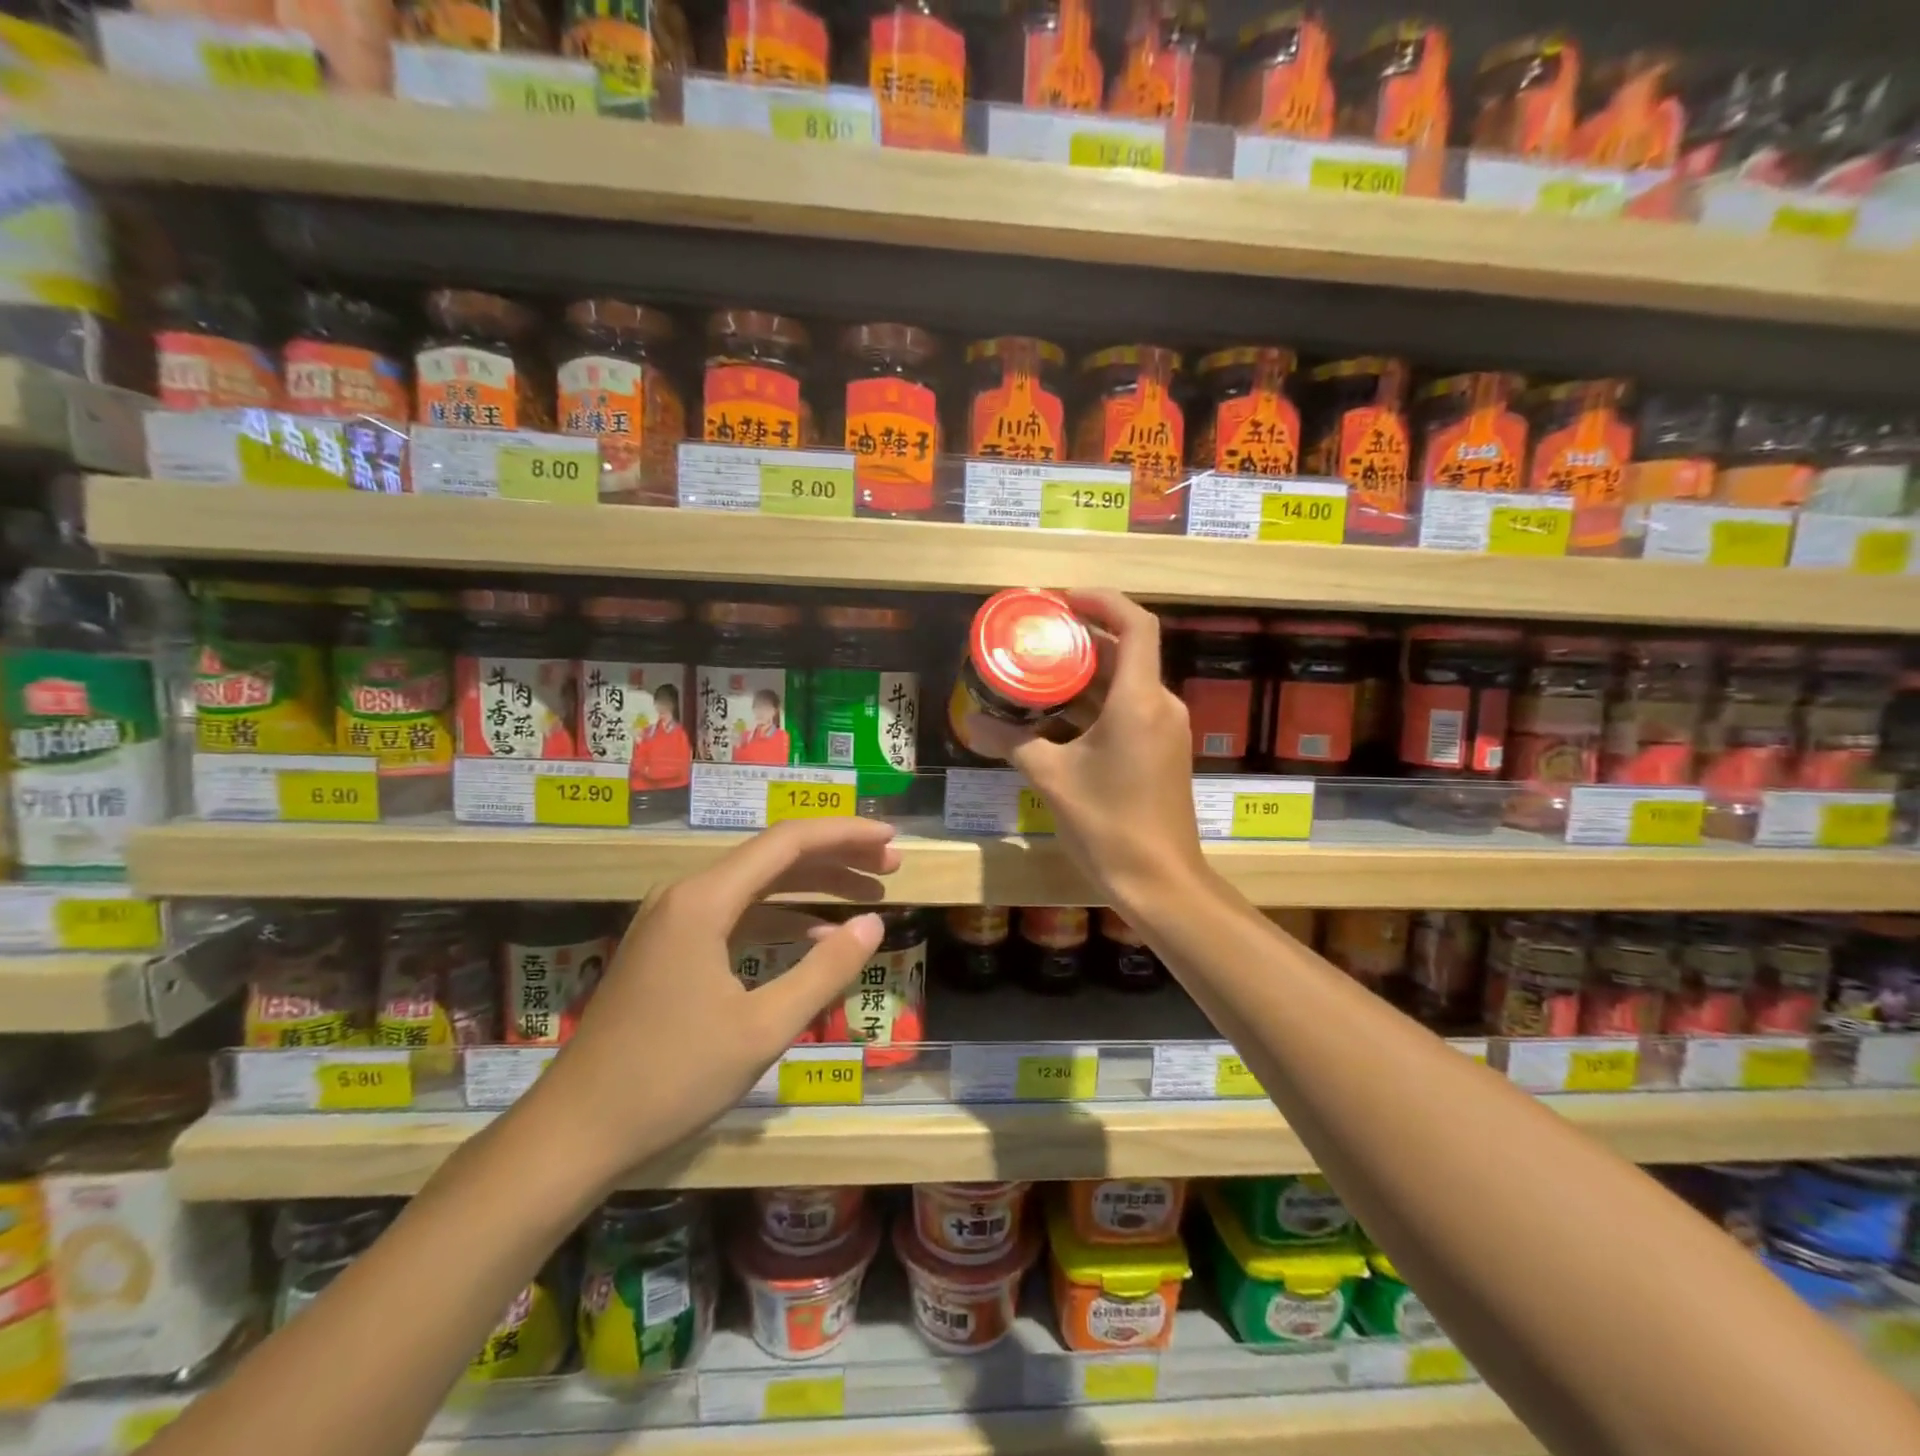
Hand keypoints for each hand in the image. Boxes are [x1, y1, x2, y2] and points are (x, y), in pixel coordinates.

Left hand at [524, 818, 899, 1184]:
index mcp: (704, 900)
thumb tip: (874, 923)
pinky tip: (815, 938)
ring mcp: (673, 921)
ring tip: (867, 895)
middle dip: (836, 859)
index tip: (892, 840)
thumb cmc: (671, 1079)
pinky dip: (781, 919)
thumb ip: (824, 971)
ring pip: (756, 886)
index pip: (789, 843)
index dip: (846, 835)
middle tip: (891, 867)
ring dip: (812, 888)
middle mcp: (686, 895)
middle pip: (773, 857)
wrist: (574, 1132)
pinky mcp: (669, 948)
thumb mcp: (762, 1029)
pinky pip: (736, 915)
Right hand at [963, 590, 1205, 909]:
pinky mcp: (1162, 752)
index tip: (1063, 600)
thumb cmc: (1108, 824)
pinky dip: (1095, 704)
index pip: (1136, 624)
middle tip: (1036, 636)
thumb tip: (971, 720)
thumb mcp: (1051, 779)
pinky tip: (1056, 716)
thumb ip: (1011, 742)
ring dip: (1085, 675)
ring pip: (1126, 684)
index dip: (1102, 601)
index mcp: (1139, 700)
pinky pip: (1129, 710)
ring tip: (1038, 671)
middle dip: (1082, 639)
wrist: (1161, 881)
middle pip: (1126, 652)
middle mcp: (1160, 705)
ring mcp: (1165, 730)